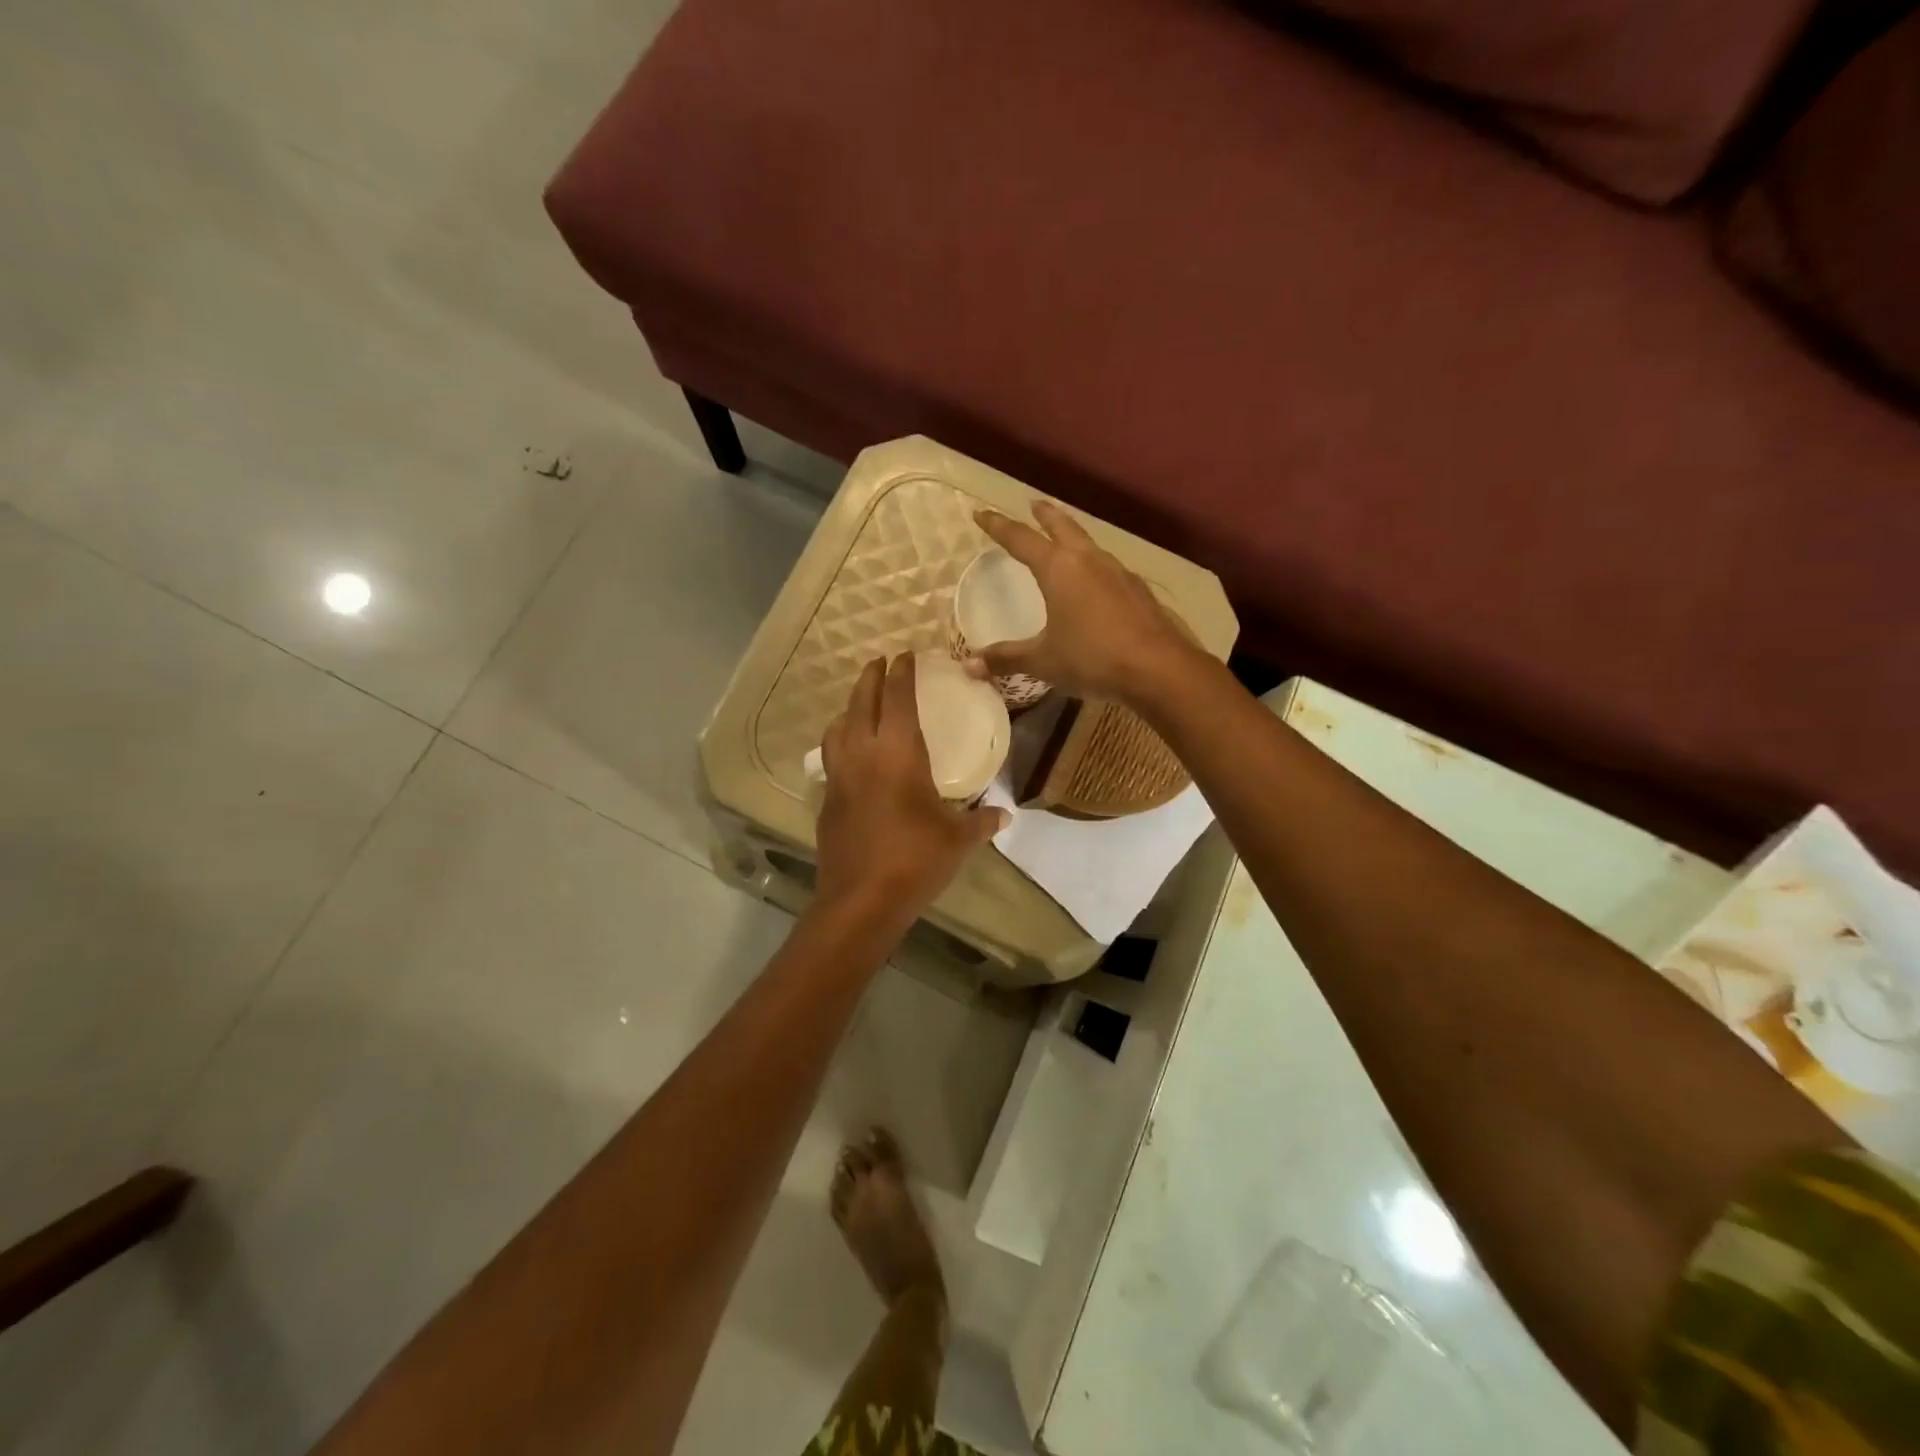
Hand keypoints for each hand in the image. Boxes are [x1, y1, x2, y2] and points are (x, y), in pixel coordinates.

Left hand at [814, 654, 1006, 923]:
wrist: (861, 900)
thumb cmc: (915, 860)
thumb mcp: (957, 840)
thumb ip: (981, 822)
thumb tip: (1005, 815)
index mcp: (899, 753)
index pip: (898, 699)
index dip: (902, 673)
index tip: (905, 654)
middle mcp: (864, 754)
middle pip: (862, 702)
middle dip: (871, 677)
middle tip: (880, 662)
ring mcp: (840, 776)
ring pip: (838, 727)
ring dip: (850, 708)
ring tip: (861, 705)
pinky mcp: (827, 799)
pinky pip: (832, 757)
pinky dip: (841, 742)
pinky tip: (851, 755)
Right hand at [971, 502, 1196, 702]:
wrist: (1158, 668)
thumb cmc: (1092, 658)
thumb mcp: (1043, 660)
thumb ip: (1006, 659)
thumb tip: (969, 666)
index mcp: (1059, 569)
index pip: (1020, 539)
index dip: (998, 526)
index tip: (980, 514)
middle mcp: (1088, 560)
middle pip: (1062, 526)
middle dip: (1044, 515)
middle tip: (1033, 505)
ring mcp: (1118, 572)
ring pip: (1089, 543)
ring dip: (1072, 536)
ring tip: (1064, 540)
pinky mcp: (1138, 590)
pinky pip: (1108, 566)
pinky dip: (1094, 564)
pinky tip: (1097, 581)